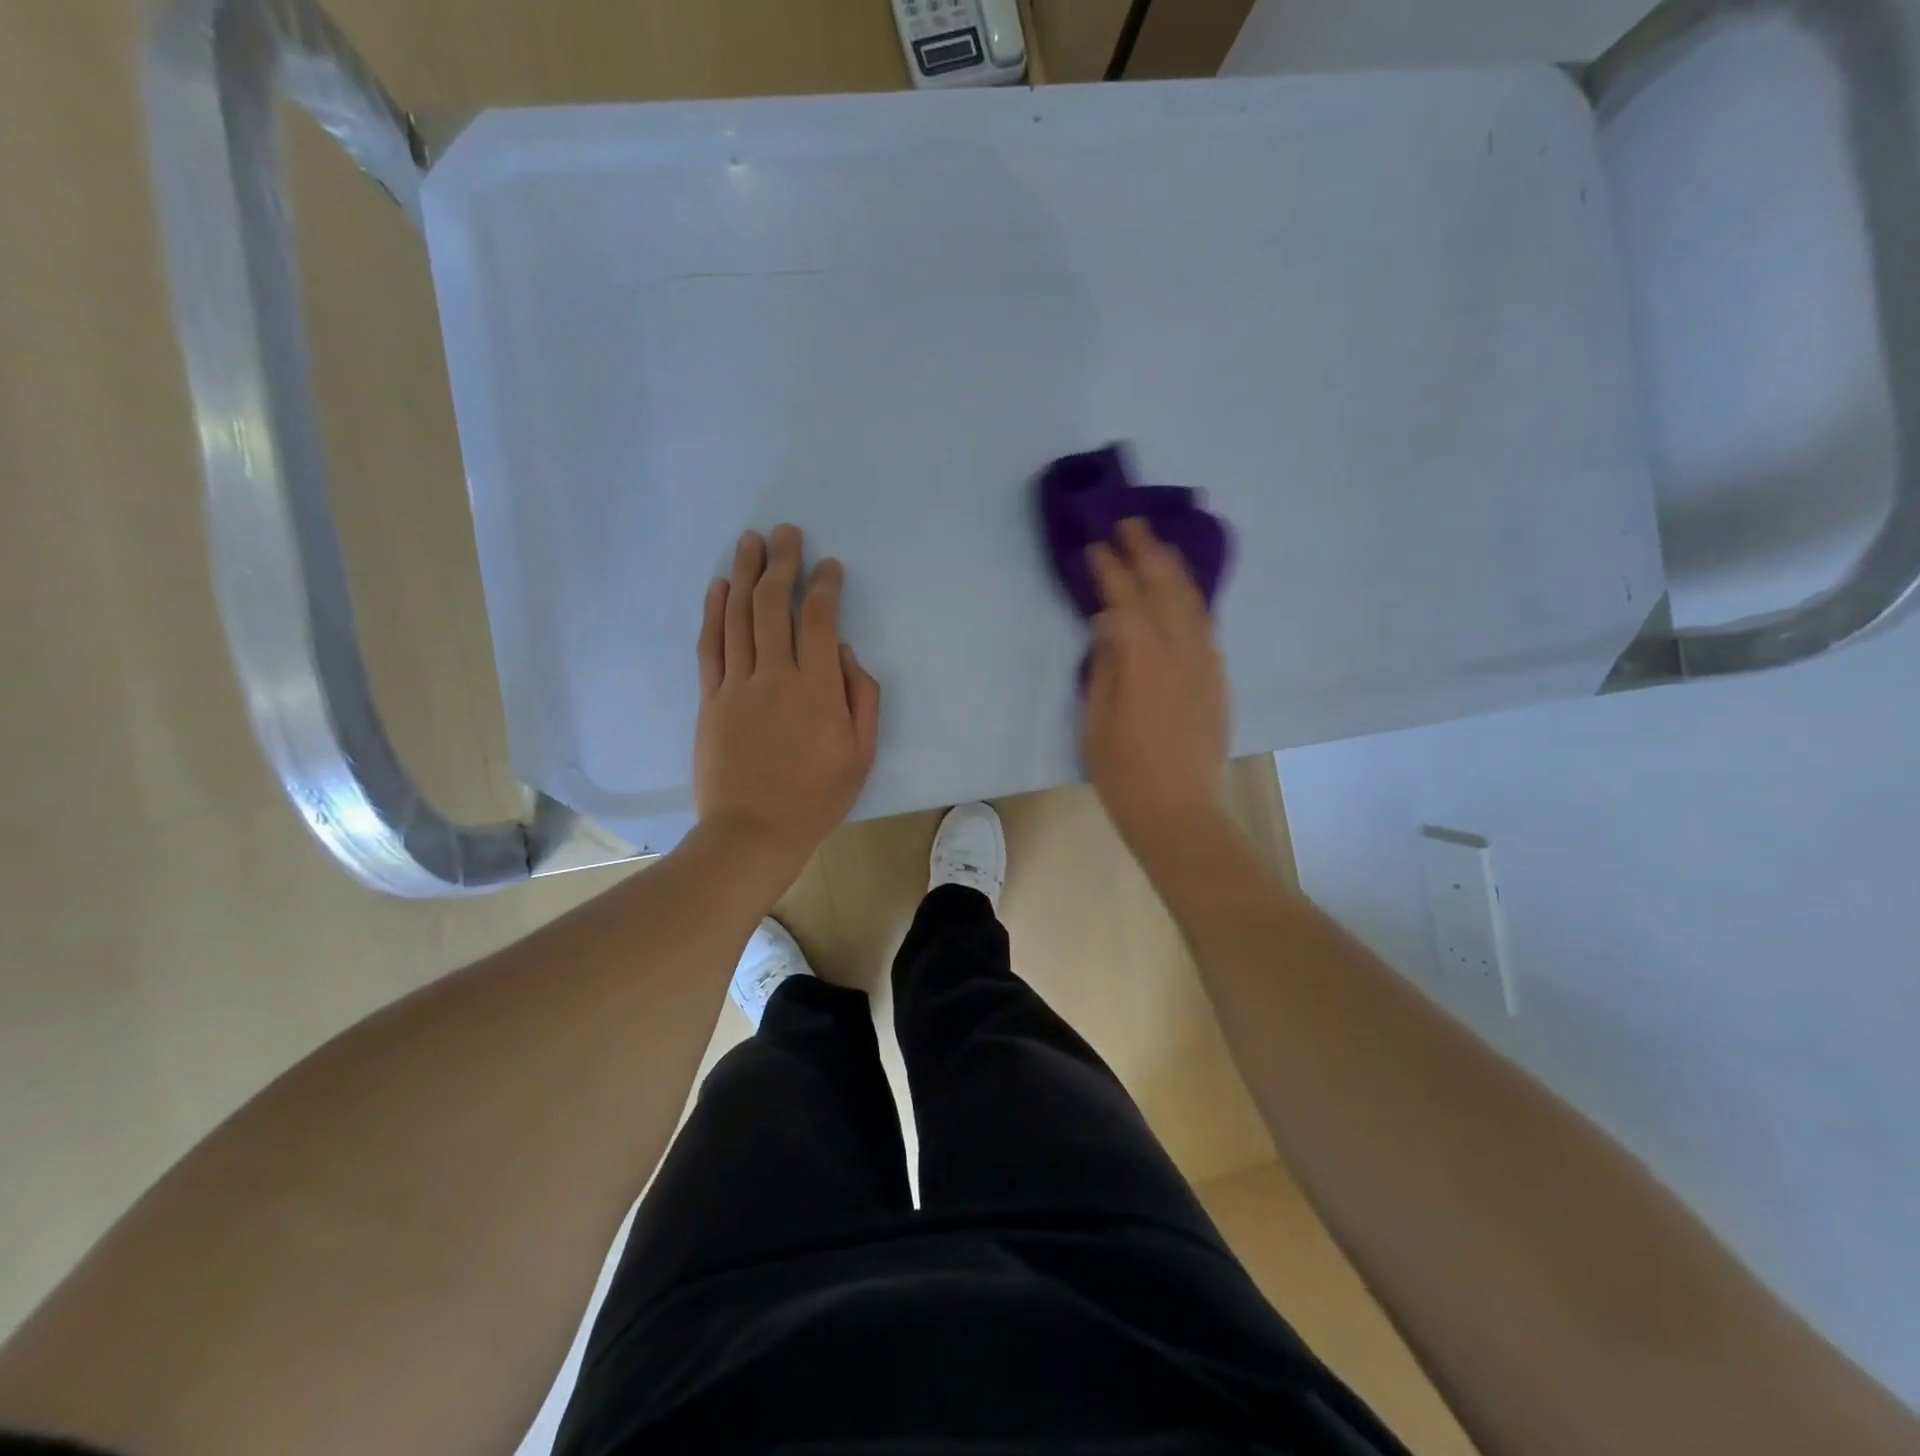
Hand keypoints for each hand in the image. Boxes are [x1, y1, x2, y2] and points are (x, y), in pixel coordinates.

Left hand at [694, 525, 880, 880]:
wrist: (753, 831)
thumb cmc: (817, 797)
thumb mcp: (861, 753)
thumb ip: (861, 698)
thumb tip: (847, 654)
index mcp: (817, 688)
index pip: (820, 621)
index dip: (825, 587)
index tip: (829, 566)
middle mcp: (774, 675)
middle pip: (774, 605)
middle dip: (781, 563)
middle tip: (786, 533)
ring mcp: (736, 685)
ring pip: (738, 616)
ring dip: (744, 574)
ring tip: (750, 542)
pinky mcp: (710, 699)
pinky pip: (710, 646)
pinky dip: (713, 612)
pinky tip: (719, 587)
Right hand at [1083, 518, 1229, 853]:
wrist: (1179, 812)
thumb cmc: (1124, 773)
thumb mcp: (1097, 721)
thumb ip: (1105, 666)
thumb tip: (1108, 623)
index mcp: (1146, 664)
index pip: (1127, 602)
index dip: (1110, 571)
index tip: (1094, 546)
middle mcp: (1183, 655)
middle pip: (1167, 590)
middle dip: (1148, 552)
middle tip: (1129, 523)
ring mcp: (1207, 666)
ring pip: (1193, 603)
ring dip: (1174, 568)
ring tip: (1157, 544)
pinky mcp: (1217, 681)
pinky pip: (1205, 625)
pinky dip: (1190, 599)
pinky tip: (1179, 592)